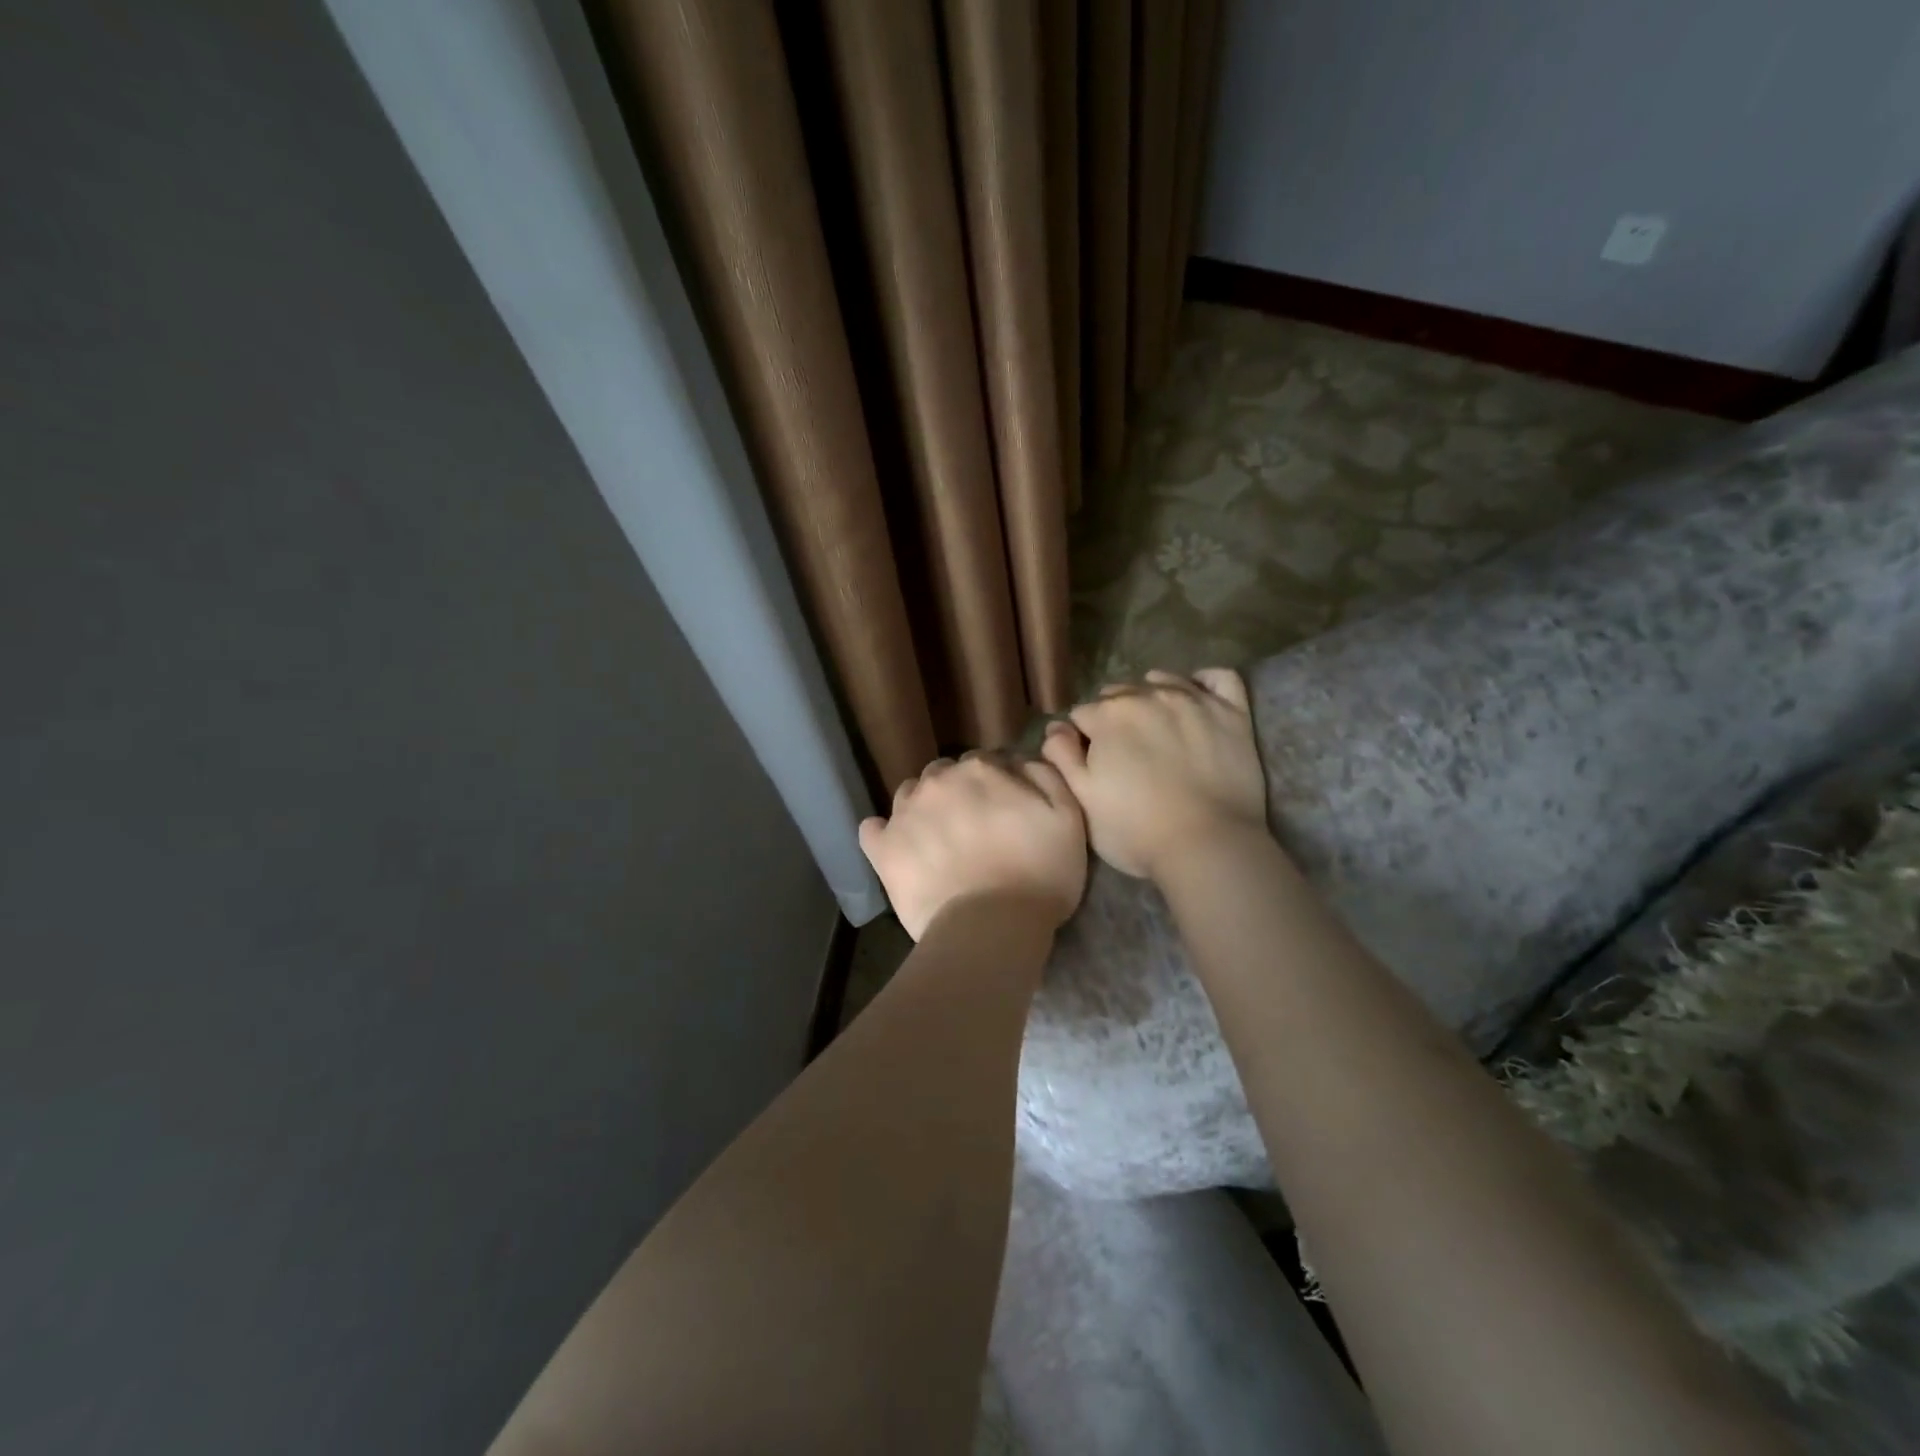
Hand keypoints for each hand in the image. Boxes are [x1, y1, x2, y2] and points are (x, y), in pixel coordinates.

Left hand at [859, 752, 1087, 940]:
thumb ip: (1045, 776)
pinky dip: (884, 834)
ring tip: (938, 840)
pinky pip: (873, 829)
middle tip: (972, 826)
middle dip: (956, 792)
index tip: (1003, 809)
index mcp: (980, 769)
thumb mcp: (1068, 818)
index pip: (983, 762)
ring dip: (923, 809)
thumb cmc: (1040, 875)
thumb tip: (1020, 759)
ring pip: (909, 795)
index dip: (994, 784)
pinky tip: (899, 849)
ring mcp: (904, 814)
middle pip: (943, 775)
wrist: (991, 928)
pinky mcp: (882, 849)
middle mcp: (937, 781)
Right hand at [1040, 668, 1267, 880]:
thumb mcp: (1082, 799)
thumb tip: (1056, 727)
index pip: (1081, 715)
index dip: (1082, 740)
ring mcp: (1194, 699)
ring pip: (1162, 681)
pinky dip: (1204, 682)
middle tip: (1124, 755)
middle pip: (1119, 694)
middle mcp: (1148, 694)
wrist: (1208, 844)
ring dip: (1151, 698)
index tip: (1092, 764)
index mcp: (1108, 715)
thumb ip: (1061, 756)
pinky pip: (1218, 677)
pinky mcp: (1232, 712)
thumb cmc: (1135, 829)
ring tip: (1156, 730)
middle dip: (1115, 717)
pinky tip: (1197, 698)